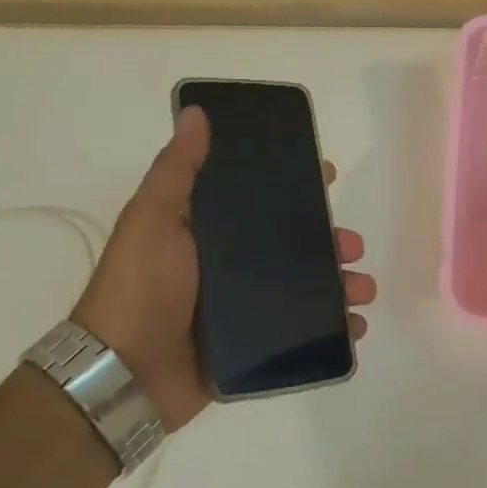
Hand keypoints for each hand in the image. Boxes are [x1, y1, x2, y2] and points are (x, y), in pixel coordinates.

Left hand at [72, 106, 375, 432]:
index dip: (296, 184)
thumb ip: (178, 170)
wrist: (124, 375)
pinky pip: (302, 334)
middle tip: (352, 246)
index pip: (261, 198)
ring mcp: (243, 308)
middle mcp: (229, 265)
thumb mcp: (154, 219)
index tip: (328, 175)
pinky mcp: (253, 346)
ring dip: (340, 285)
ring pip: (305, 288)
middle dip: (329, 241)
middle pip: (292, 245)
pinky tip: (354, 328)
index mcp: (209, 230)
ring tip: (362, 291)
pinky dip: (333, 330)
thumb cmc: (141, 287)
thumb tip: (195, 113)